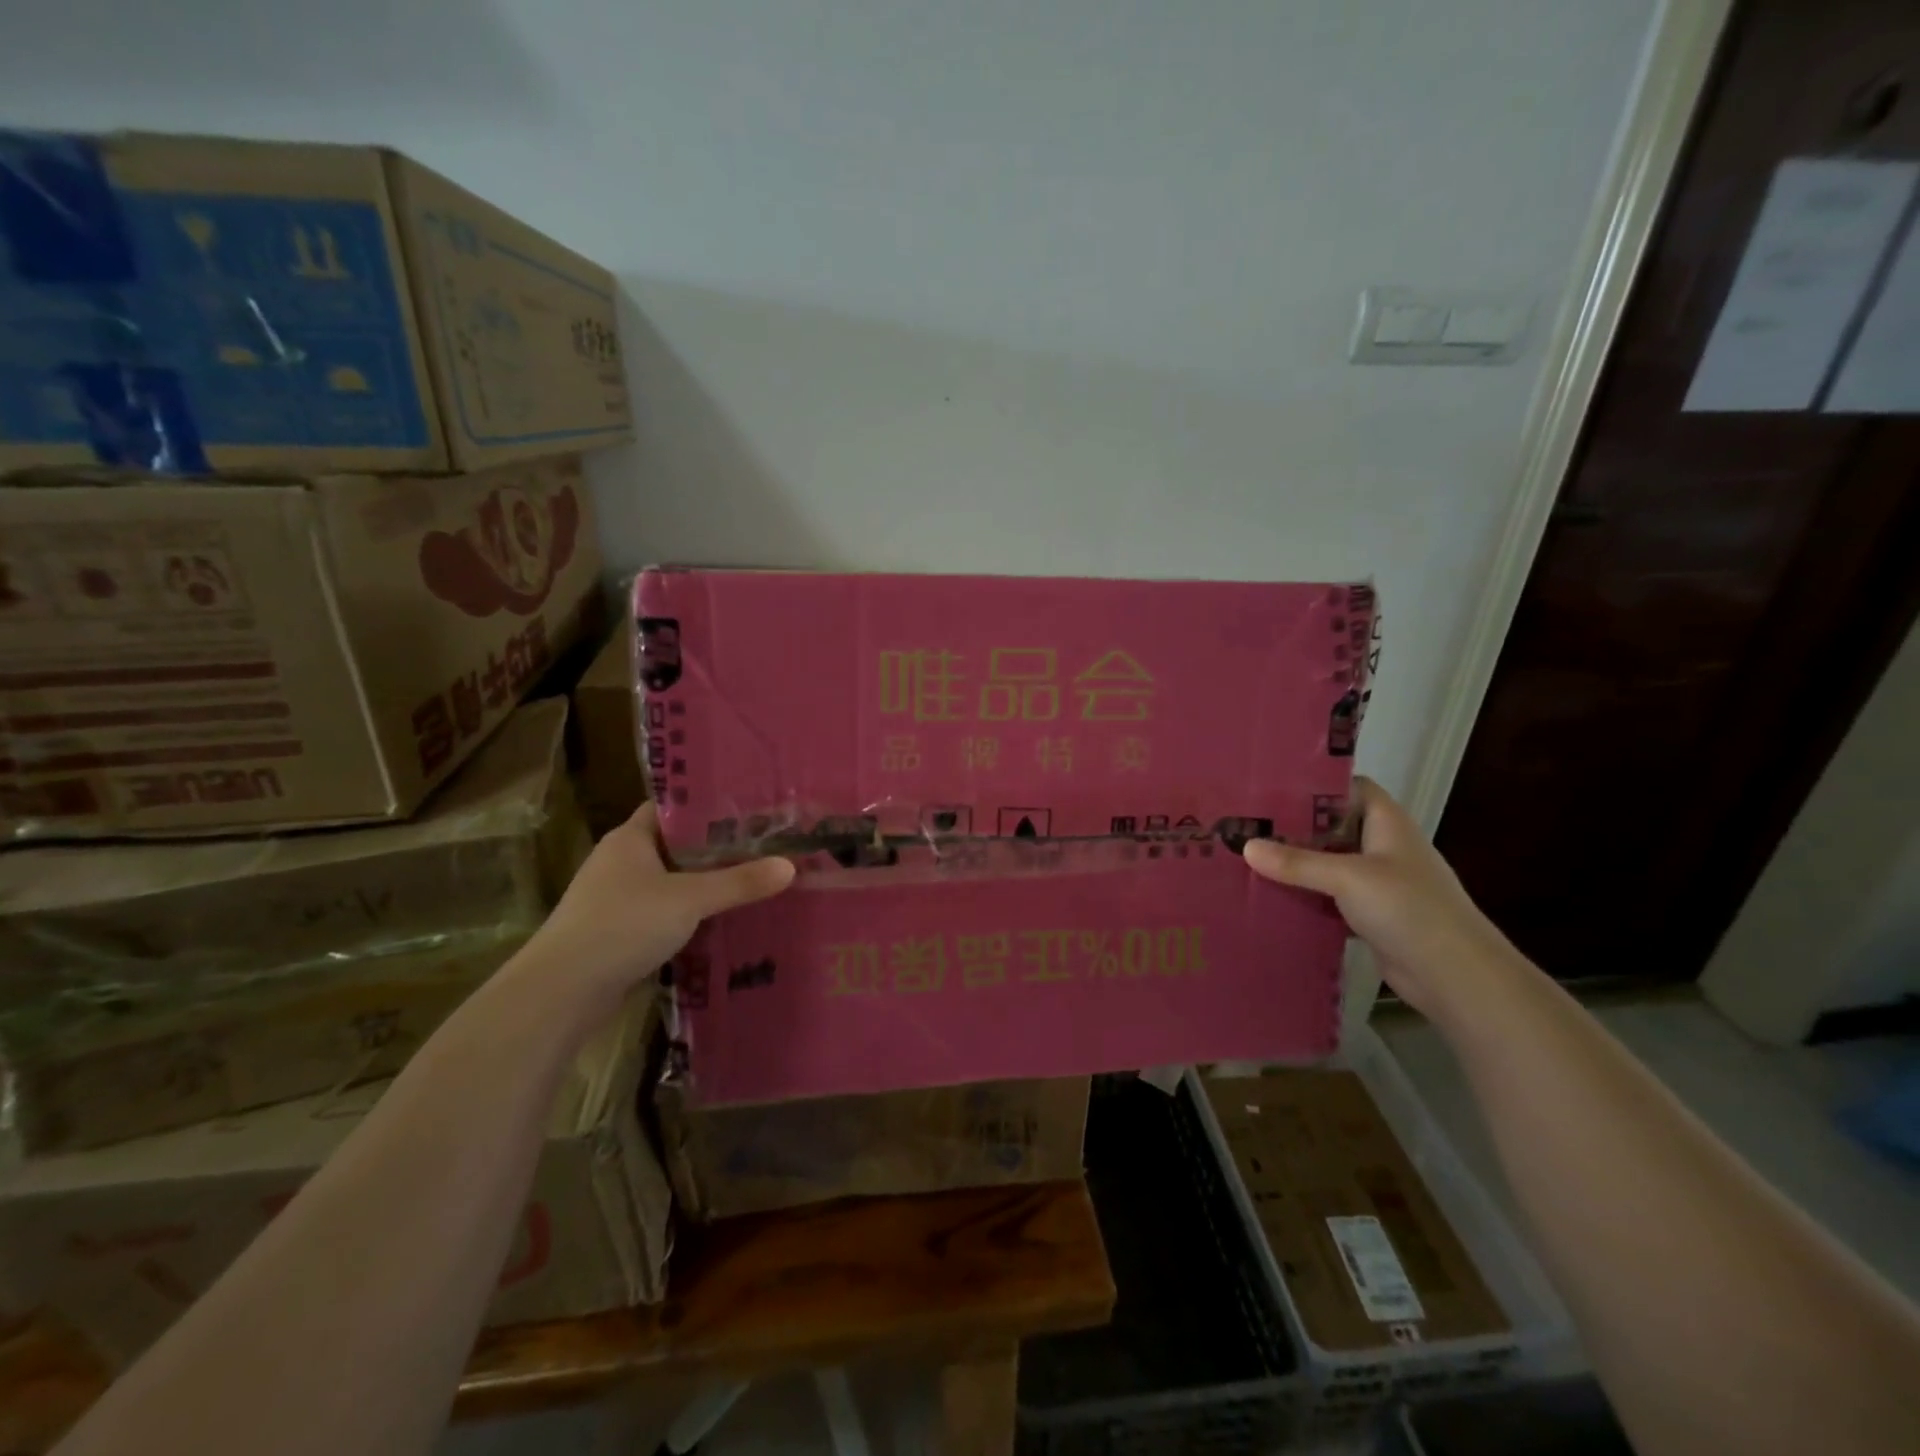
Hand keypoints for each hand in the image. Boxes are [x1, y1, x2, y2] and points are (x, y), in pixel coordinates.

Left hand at [519, 803, 793, 1005]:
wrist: (562, 991)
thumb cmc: (623, 925)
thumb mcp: (690, 899)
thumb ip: (739, 882)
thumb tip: (790, 866)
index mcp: (630, 838)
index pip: (672, 808)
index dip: (707, 805)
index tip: (748, 807)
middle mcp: (620, 861)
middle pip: (675, 845)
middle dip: (715, 848)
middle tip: (762, 845)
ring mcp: (615, 898)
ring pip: (670, 881)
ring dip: (703, 883)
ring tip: (750, 880)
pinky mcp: (617, 931)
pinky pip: (662, 912)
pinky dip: (688, 913)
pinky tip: (720, 920)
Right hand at [1242, 777, 1518, 1021]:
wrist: (1456, 977)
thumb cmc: (1409, 909)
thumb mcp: (1348, 878)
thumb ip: (1297, 862)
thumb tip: (1246, 847)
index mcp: (1387, 823)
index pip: (1349, 787)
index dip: (1314, 783)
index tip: (1270, 785)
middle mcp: (1382, 847)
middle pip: (1332, 826)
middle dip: (1293, 826)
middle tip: (1245, 823)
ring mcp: (1377, 883)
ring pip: (1328, 863)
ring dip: (1296, 864)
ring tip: (1247, 856)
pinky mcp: (1370, 914)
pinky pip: (1329, 896)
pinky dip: (1305, 896)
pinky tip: (1270, 896)